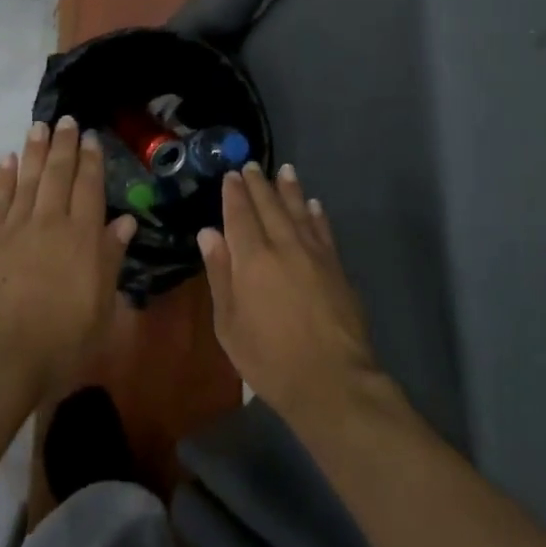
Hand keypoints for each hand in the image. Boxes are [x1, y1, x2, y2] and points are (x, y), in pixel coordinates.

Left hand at [0, 116, 136, 400]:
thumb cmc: (60, 342)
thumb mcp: (101, 308)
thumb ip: (111, 260)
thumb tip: (125, 222)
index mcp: (83, 238)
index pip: (89, 188)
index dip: (91, 160)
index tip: (91, 137)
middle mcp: (50, 223)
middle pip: (58, 174)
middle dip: (63, 145)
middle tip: (65, 120)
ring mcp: (15, 229)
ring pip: (27, 179)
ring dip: (34, 151)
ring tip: (38, 126)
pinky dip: (2, 178)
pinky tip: (6, 160)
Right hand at [198, 162, 380, 422]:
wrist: (331, 380)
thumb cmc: (269, 359)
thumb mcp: (229, 324)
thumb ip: (220, 274)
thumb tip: (209, 233)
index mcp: (252, 259)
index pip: (240, 215)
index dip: (234, 193)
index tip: (231, 176)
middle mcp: (283, 246)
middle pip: (270, 206)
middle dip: (259, 184)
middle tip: (251, 166)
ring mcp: (314, 254)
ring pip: (299, 211)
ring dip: (289, 189)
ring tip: (284, 170)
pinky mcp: (336, 267)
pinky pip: (323, 230)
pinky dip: (316, 214)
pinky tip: (313, 204)